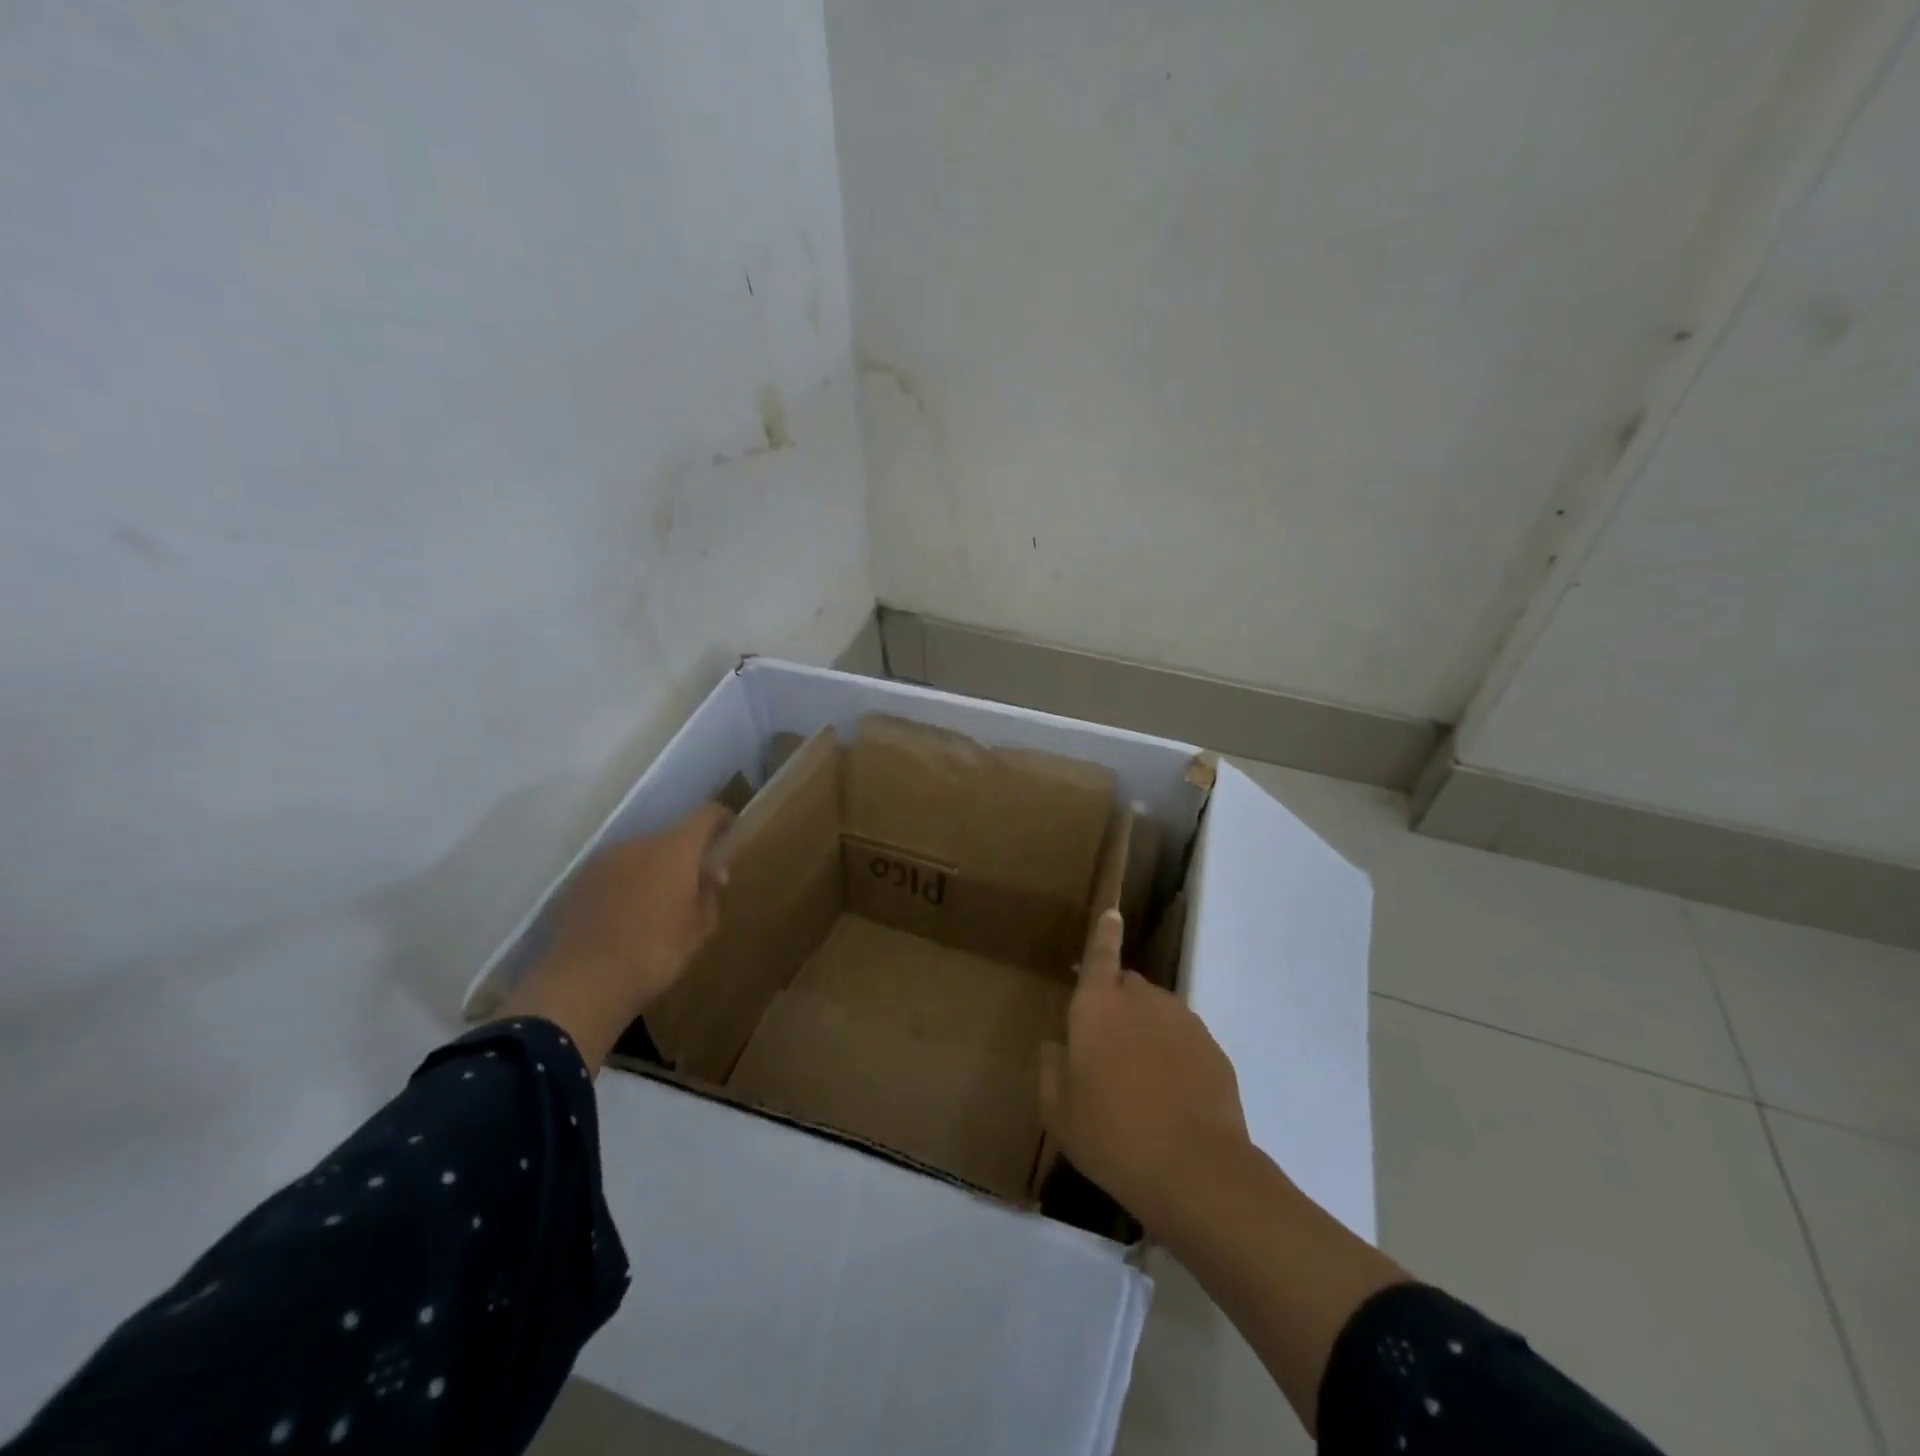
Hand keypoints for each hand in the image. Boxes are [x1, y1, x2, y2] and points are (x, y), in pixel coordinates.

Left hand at [497, 803, 732, 1070]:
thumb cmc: (655, 952)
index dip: (721, 818)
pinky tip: (628, 916)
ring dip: (654, 869)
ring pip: (640, 855)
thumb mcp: (699, 928)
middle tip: (696, 884)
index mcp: (675, 848)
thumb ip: (710, 893)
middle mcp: (638, 843)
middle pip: (671, 837)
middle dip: (686, 855)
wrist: (584, 982)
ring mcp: (604, 860)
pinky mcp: (579, 881)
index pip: (705, 815)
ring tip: (659, 904)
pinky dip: (628, 884)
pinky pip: (615, 873)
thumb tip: (711, 874)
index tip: (731, 830)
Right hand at [1039, 910, 1250, 1231]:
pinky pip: (1185, 1040)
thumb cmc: (1111, 1135)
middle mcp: (1142, 1001)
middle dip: (1117, 1005)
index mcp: (1098, 1006)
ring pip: (1158, 1013)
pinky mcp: (1213, 1048)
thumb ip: (1052, 1068)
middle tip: (1109, 1052)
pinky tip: (1172, 1099)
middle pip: (1128, 986)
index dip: (1104, 933)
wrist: (1195, 1170)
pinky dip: (1174, 1056)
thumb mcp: (1059, 1110)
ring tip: (1142, 1084)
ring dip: (1147, 1033)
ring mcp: (1183, 1021)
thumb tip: (1058, 1047)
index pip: (1100, 955)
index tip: (1112, 912)